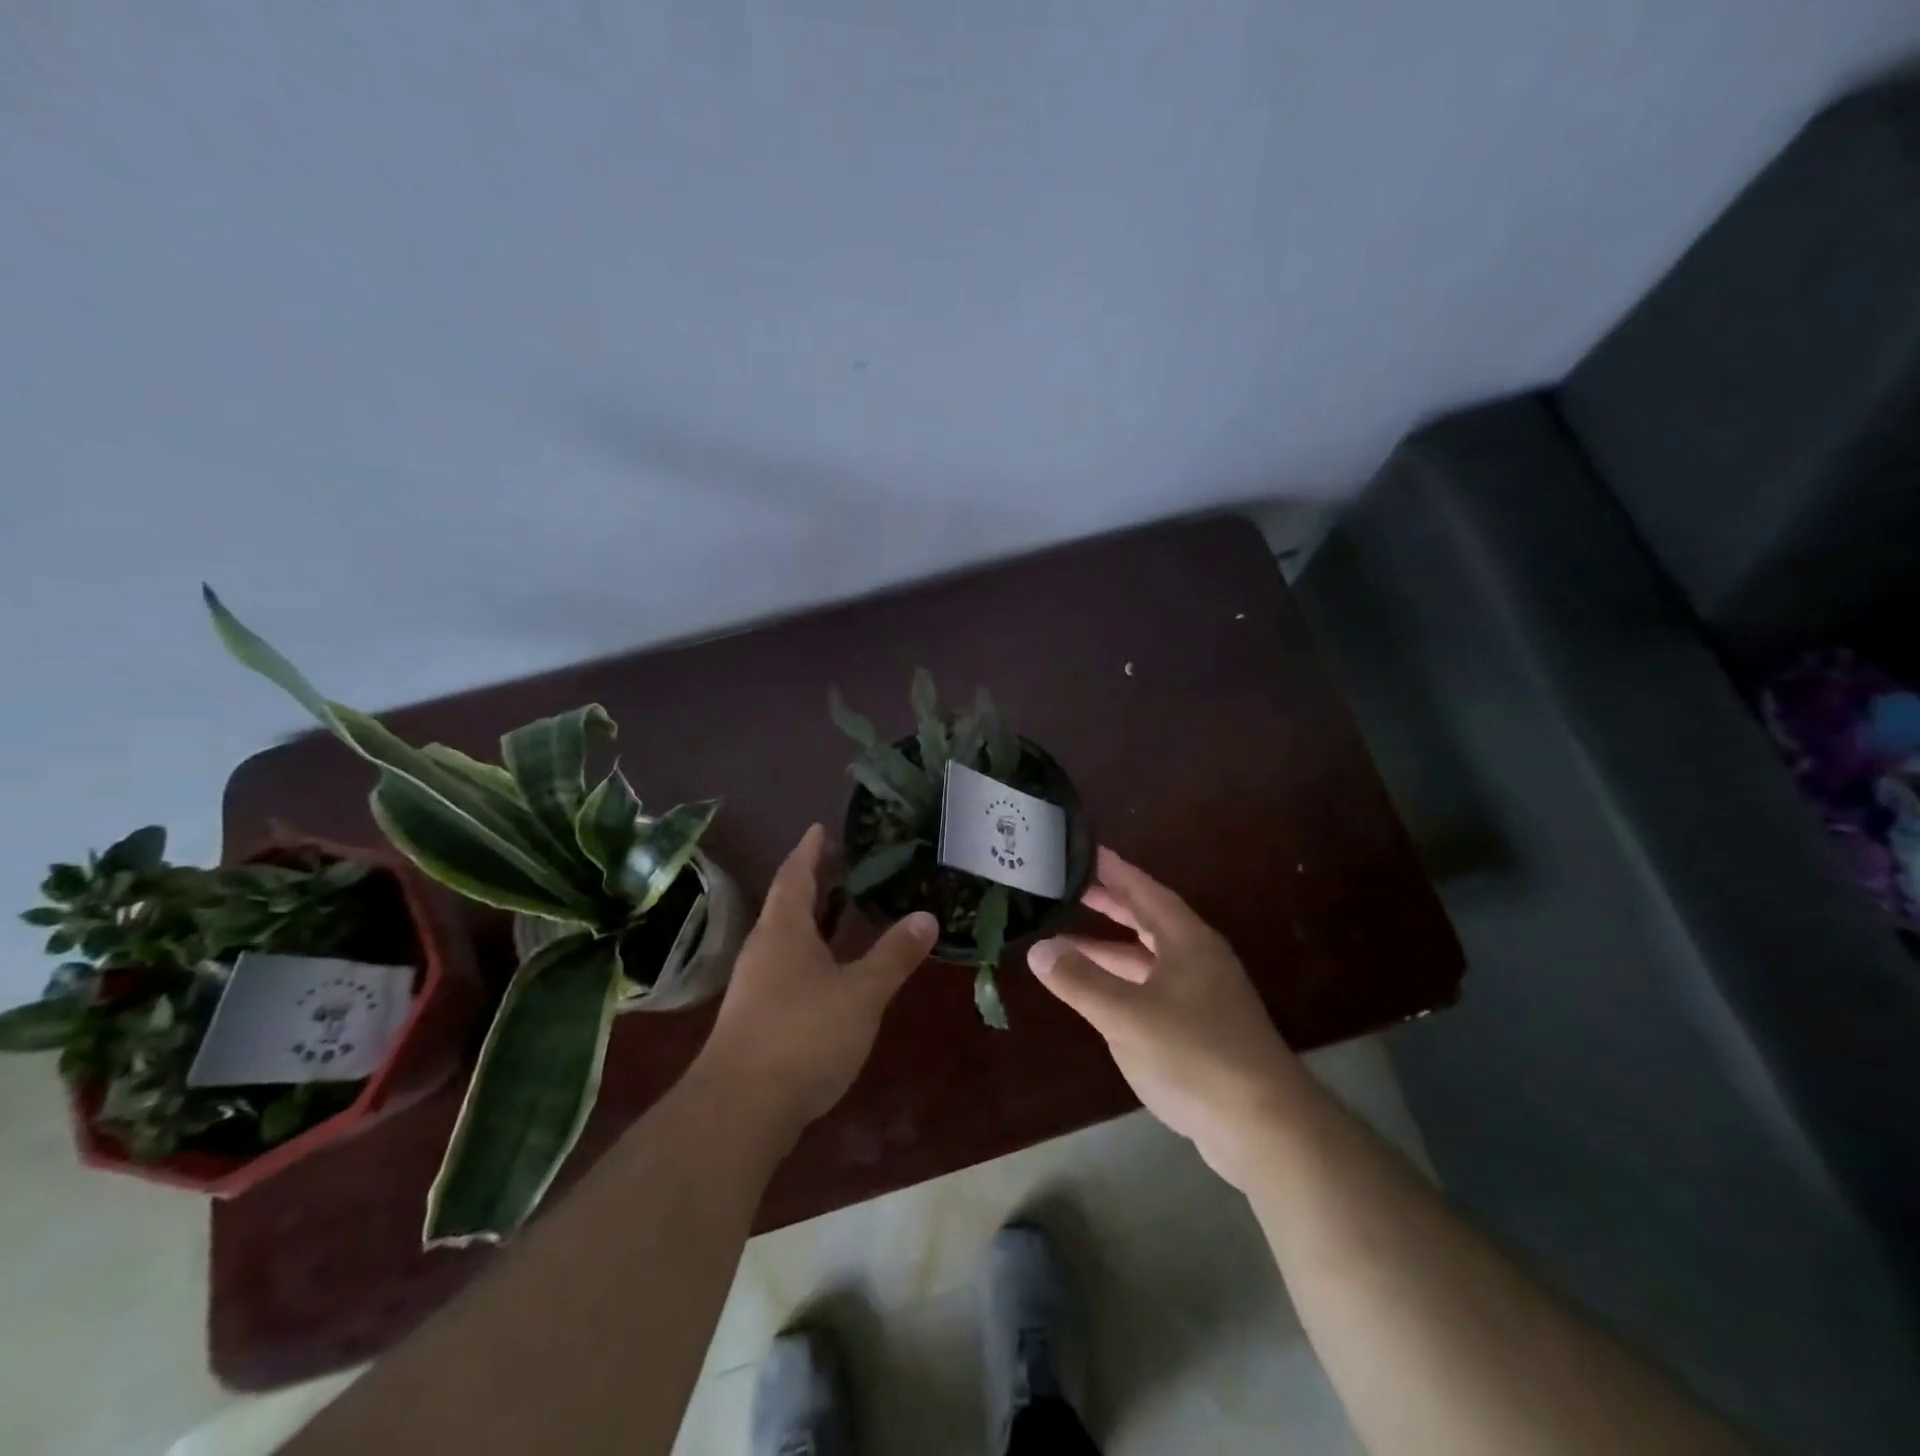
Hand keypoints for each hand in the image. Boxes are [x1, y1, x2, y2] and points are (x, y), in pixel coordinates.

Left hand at [692, 824, 936, 1135]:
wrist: (738, 1110)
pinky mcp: (756, 1019)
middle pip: (788, 904)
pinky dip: (812, 957)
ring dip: (813, 922)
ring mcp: (755, 986)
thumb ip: (894, 955)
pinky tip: (833, 975)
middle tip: (845, 865)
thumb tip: (927, 917)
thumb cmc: (802, 1035)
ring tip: (845, 913)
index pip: (795, 875)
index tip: (820, 827)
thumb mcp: (861, 993)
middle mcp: (763, 950)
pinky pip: (787, 970)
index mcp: (784, 930)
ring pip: (787, 940)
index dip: (809, 850)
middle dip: (814, 883)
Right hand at [1029, 847, 1301, 1188]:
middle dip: (1108, 904)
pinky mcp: (1200, 1028)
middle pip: (1146, 919)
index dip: (1113, 869)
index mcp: (1186, 940)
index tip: (1083, 849)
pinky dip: (1121, 981)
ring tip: (1065, 940)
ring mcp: (1201, 994)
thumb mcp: (1127, 1015)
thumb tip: (1038, 948)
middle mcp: (1196, 958)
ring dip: (1109, 947)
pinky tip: (1098, 993)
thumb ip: (1081, 980)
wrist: (1264, 1127)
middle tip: (1067, 888)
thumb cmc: (1196, 1055)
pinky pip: (1150, 987)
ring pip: (1147, 957)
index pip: (1144, 890)